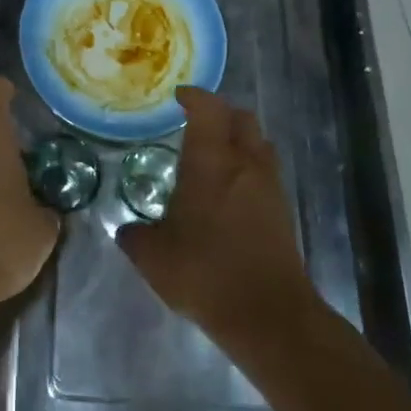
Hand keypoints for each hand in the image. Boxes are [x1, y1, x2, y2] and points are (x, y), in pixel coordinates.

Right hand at [117, 87, 319, 340]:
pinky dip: (249, 169)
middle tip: (198, 125)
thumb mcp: (153, 257)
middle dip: (221, 113)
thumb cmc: (206, 272)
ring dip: (240, 140)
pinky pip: (267, 172)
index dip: (194, 96)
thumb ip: (135, 236)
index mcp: (211, 161)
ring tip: (216, 158)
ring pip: (259, 143)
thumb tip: (126, 230)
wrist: (269, 314)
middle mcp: (244, 163)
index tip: (179, 97)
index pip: (208, 108)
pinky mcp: (283, 211)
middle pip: (242, 117)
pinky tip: (230, 194)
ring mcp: (269, 186)